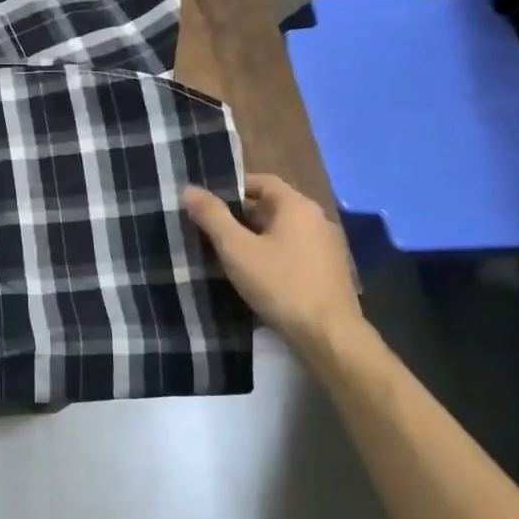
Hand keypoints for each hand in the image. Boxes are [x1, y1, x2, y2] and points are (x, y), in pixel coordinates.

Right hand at [183, 175, 363, 351]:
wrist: (328, 336)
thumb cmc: (280, 284)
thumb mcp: (236, 249)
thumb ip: (212, 216)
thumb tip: (190, 189)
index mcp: (298, 206)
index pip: (262, 181)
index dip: (232, 187)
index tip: (206, 203)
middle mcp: (317, 220)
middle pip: (271, 206)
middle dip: (239, 216)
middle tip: (208, 230)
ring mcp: (326, 247)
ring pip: (281, 232)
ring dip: (254, 238)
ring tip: (225, 254)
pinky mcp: (328, 272)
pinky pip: (293, 252)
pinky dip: (271, 255)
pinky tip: (253, 275)